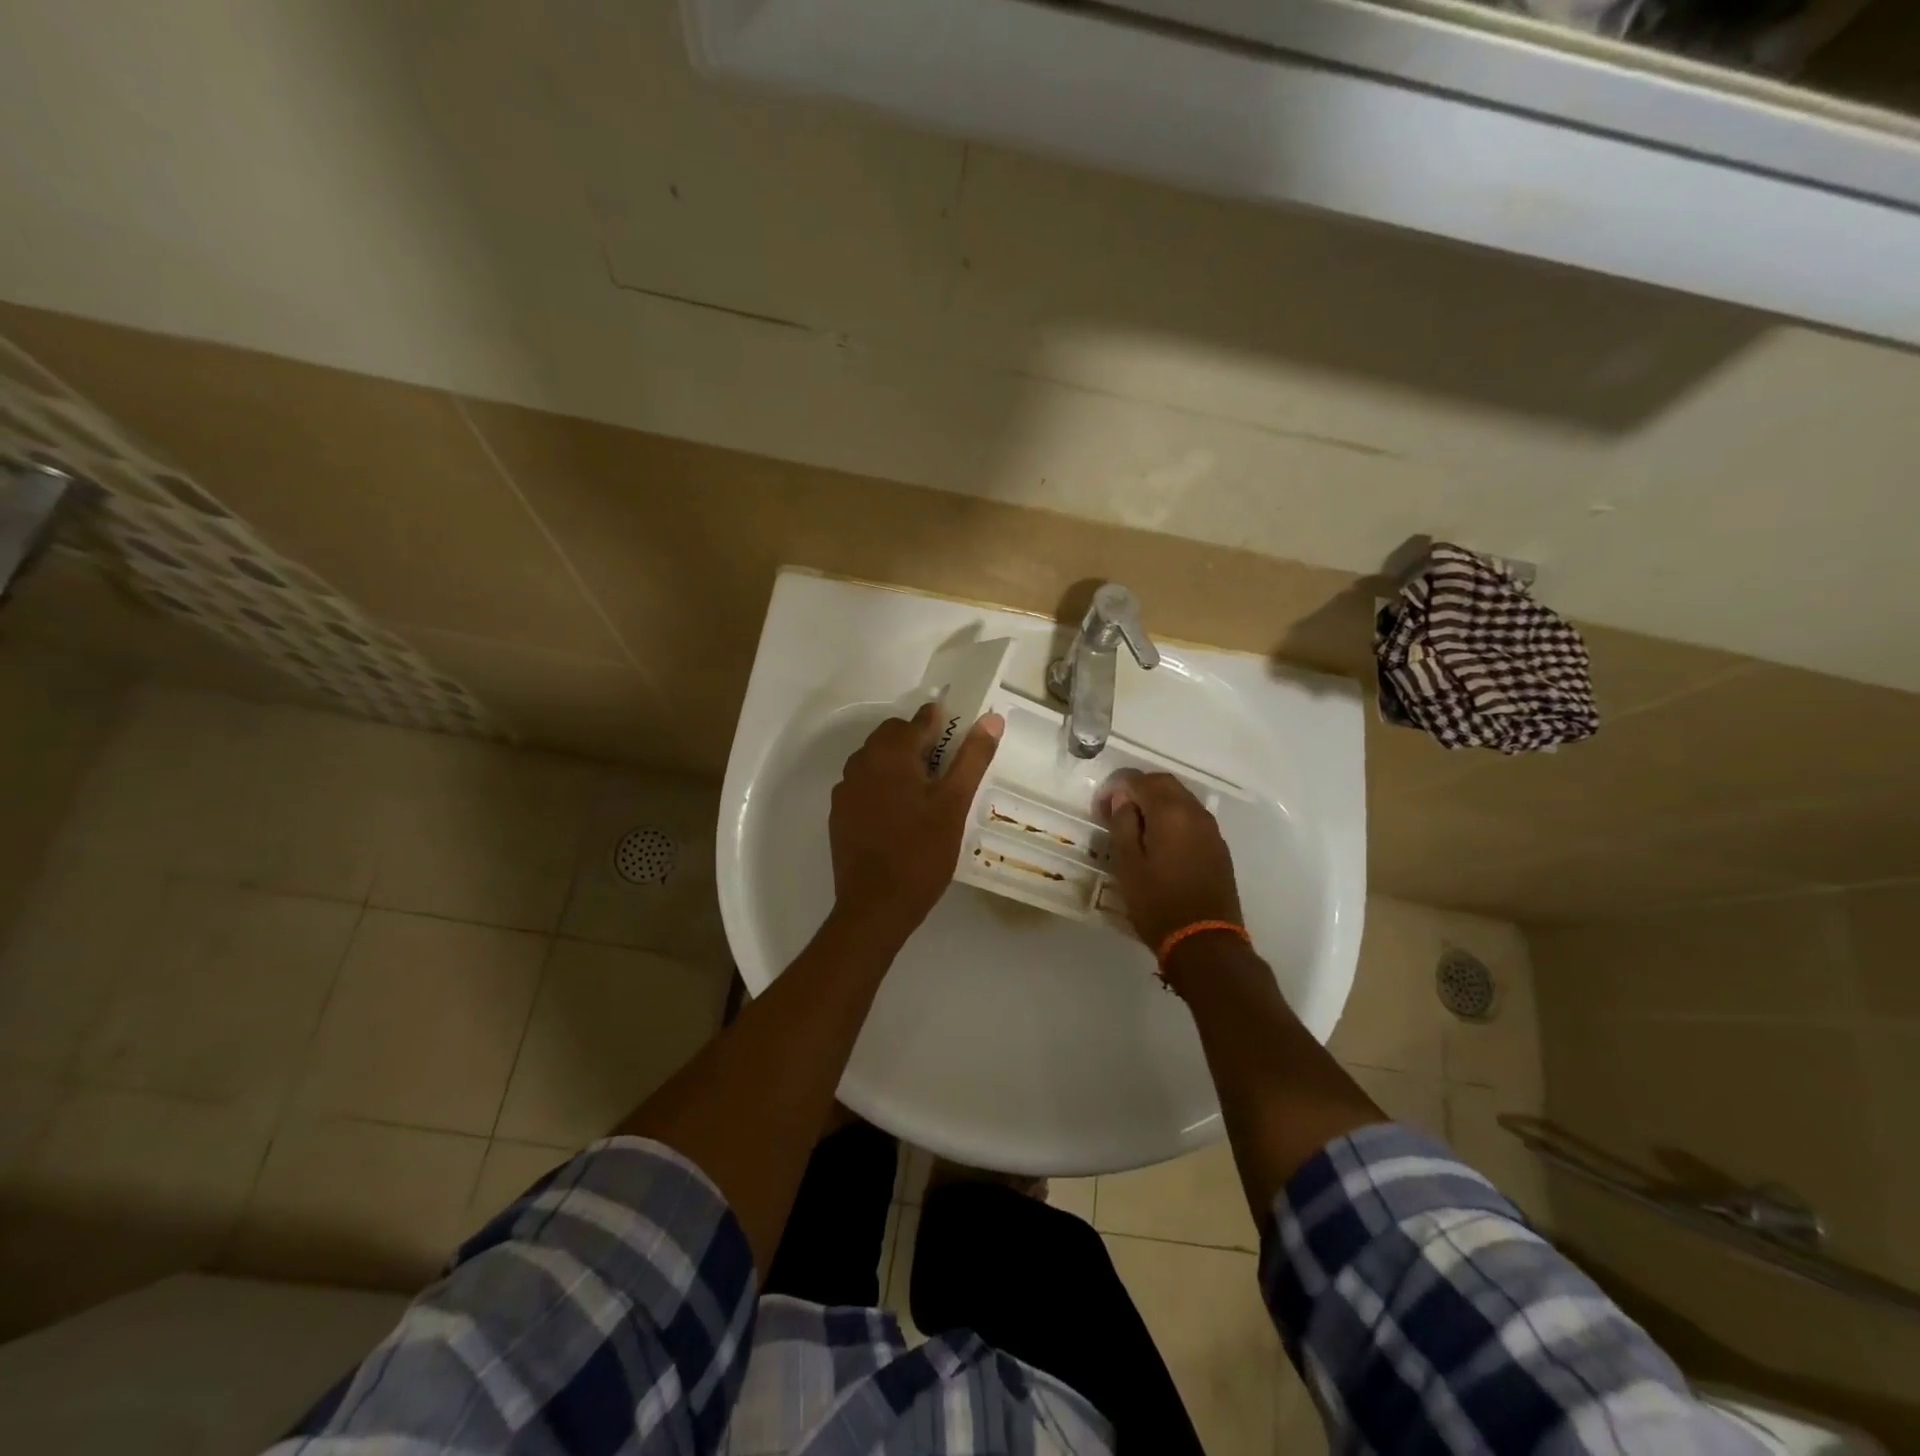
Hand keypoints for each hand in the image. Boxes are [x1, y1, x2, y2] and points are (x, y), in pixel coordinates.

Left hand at [830, 701, 1002, 940]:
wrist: (875, 906)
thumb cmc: (921, 853)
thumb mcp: (954, 804)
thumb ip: (972, 758)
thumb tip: (992, 720)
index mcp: (891, 754)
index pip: (919, 720)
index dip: (942, 723)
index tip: (959, 737)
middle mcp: (862, 762)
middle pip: (893, 736)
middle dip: (919, 742)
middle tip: (946, 769)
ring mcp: (846, 788)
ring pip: (875, 759)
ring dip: (898, 763)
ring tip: (924, 791)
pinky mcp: (839, 812)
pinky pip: (863, 783)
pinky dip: (881, 785)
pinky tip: (899, 813)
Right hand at [1101, 772, 1242, 949]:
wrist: (1205, 941)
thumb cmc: (1158, 903)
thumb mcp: (1128, 865)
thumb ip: (1123, 824)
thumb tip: (1123, 798)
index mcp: (1170, 812)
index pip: (1140, 780)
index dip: (1117, 787)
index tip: (1101, 807)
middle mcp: (1195, 812)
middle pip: (1164, 783)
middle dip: (1138, 789)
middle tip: (1116, 812)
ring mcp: (1211, 829)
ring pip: (1181, 799)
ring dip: (1157, 803)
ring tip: (1136, 827)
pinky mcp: (1218, 847)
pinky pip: (1192, 818)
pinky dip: (1173, 818)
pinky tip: (1160, 841)